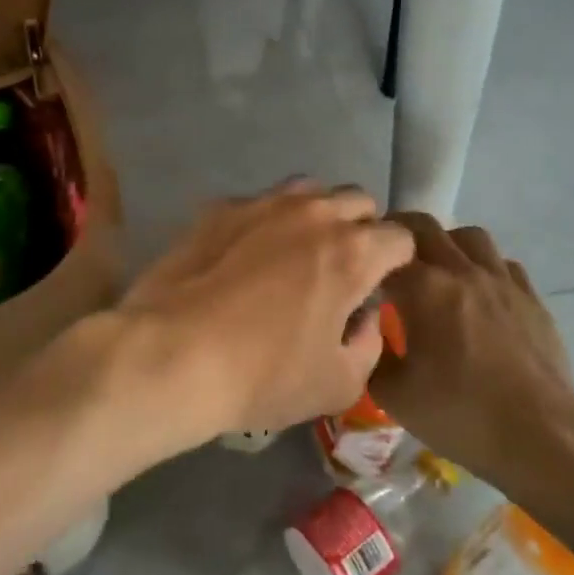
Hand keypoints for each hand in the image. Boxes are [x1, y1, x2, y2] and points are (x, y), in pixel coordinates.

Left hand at [115, 183, 414, 454]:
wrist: (173, 353)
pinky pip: (258, 202)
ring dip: (316, 214)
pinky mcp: (219, 207)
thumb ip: (369, 344)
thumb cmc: (263, 376)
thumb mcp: (338, 384)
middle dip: (361, 229)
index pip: (401, 238)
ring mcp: (262, 203)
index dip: (397, 262)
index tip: (381, 285)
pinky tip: (244, 254)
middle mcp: (314, 214)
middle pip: (358, 201)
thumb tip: (365, 316)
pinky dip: (265, 221)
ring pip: (309, 190)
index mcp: (353, 253)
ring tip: (297, 251)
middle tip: (341, 268)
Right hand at [368, 214, 573, 526]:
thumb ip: (371, 354)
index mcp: (424, 289)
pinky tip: (478, 293)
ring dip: (445, 243)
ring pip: (469, 236)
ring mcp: (502, 281)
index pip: (383, 251)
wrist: (545, 440)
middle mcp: (462, 271)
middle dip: (398, 234)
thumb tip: (366, 332)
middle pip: (424, 226)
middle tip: (386, 257)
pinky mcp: (531, 298)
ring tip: (436, 269)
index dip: (365, 257)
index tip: (356, 272)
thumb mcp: (394, 395)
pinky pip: (502, 263)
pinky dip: (483, 266)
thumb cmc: (462, 416)